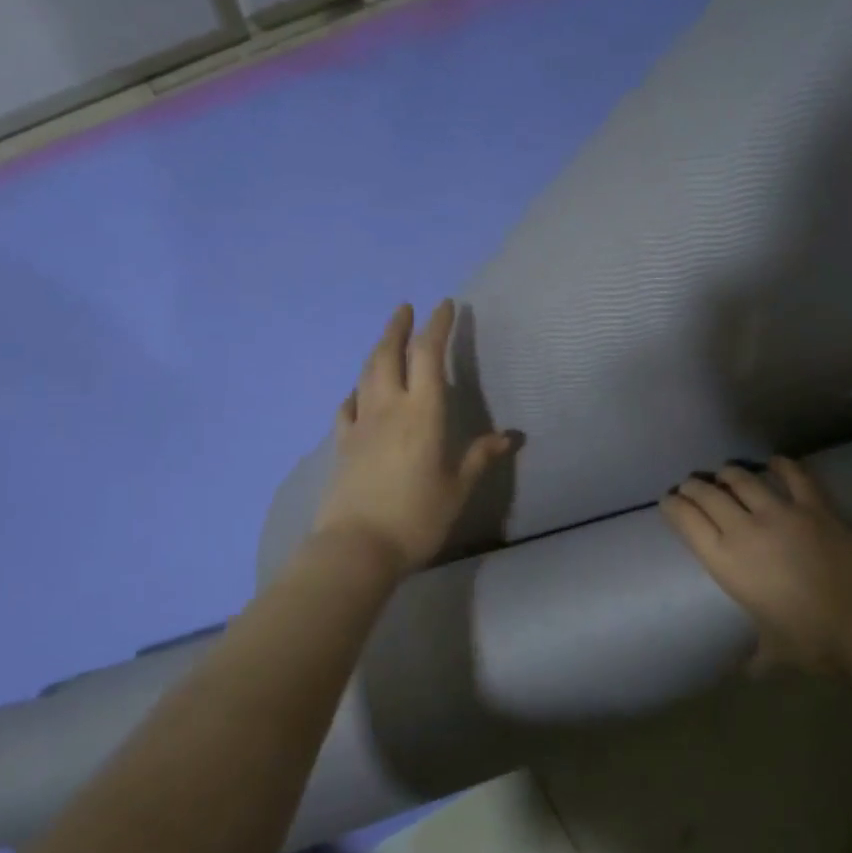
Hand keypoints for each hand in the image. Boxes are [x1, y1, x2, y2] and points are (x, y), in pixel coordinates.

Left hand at [312, 300, 512, 575]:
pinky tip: (358, 392)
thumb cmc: (416, 517)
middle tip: (405, 308)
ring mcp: (361, 424)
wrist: (357, 547)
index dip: (438, 326)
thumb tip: (509, 437)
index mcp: (423, 412)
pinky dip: (356, 390)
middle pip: (389, 354)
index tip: (446, 306)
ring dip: (377, 349)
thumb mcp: (457, 488)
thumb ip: (479, 457)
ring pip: (366, 374)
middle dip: (398, 327)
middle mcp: (389, 407)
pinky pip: (348, 405)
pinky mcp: (342, 444)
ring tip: (386, 338)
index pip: (429, 355)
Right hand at [658, 458, 851, 672]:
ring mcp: (781, 512)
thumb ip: (756, 656)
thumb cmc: (812, 642)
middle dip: (694, 487)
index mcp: (725, 561)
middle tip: (690, 487)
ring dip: (728, 474)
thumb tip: (749, 672)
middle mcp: (744, 529)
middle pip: (708, 494)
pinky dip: (780, 465)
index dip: (672, 506)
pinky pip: (793, 475)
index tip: (667, 502)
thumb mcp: (773, 652)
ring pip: (742, 479)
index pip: (686, 521)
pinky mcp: (815, 506)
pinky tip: (774, 462)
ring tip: (724, 474)